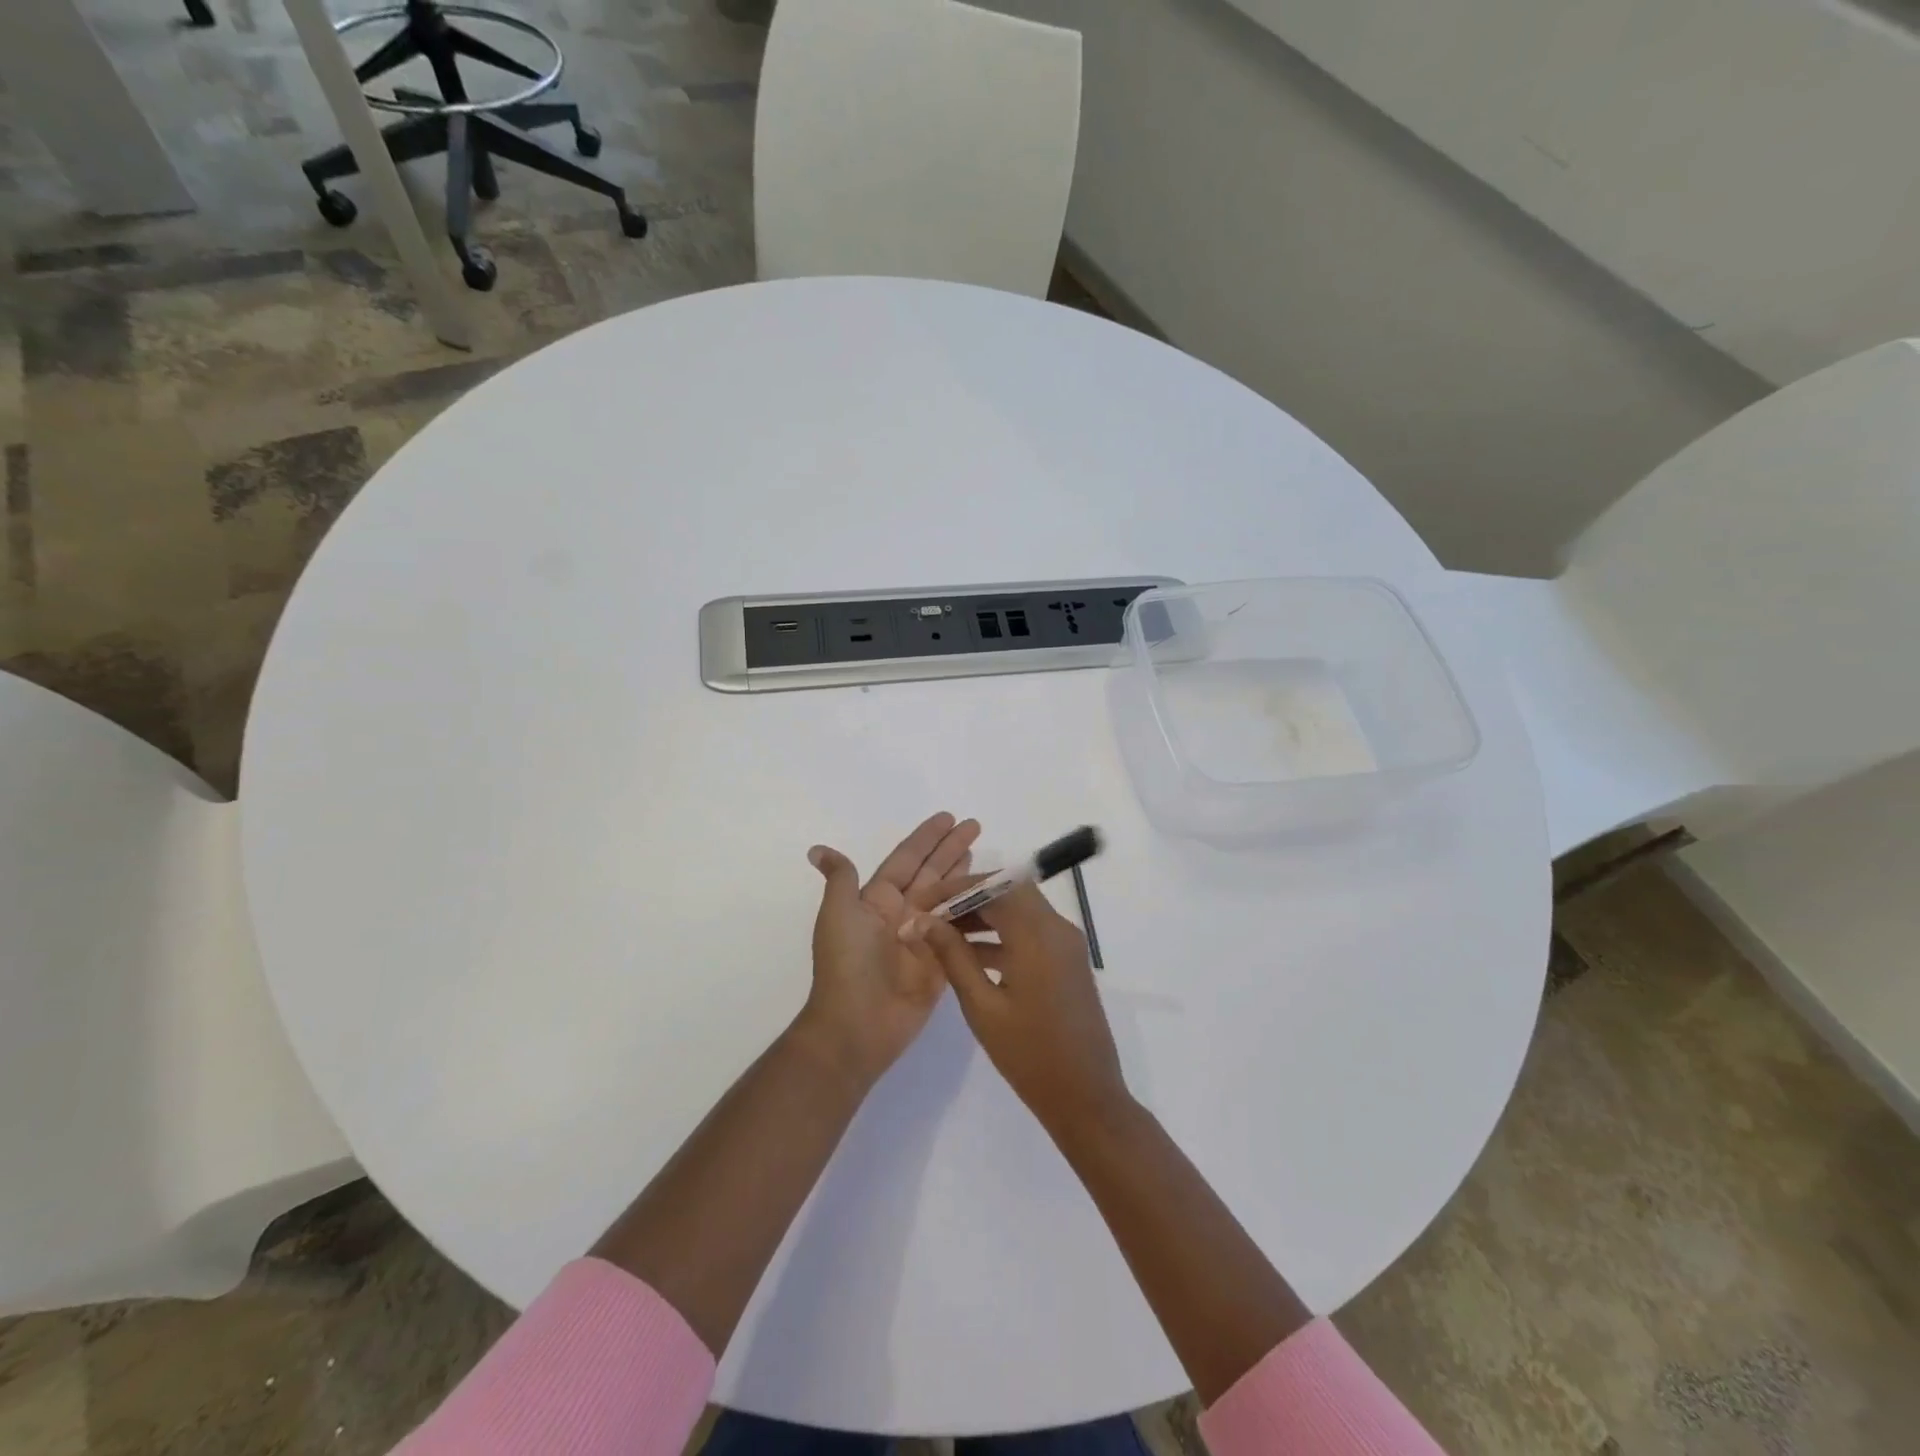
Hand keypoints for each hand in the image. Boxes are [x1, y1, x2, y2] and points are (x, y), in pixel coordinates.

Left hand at [797, 812, 980, 1088]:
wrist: (857, 1025)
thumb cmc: (847, 964)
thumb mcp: (839, 915)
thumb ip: (841, 879)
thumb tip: (817, 850)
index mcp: (878, 899)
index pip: (907, 859)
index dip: (927, 838)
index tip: (949, 817)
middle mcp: (904, 913)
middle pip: (933, 873)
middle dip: (953, 849)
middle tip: (976, 826)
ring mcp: (925, 938)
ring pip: (952, 899)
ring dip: (969, 878)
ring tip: (991, 860)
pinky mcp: (942, 962)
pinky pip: (964, 933)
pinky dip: (979, 917)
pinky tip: (998, 902)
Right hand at [903, 881, 1131, 1137]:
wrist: (1086, 1098)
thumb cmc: (1030, 1055)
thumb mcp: (982, 1006)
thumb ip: (952, 956)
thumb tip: (922, 922)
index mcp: (1038, 934)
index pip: (994, 886)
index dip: (956, 888)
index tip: (924, 900)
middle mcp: (1057, 928)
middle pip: (1010, 890)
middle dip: (970, 896)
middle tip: (934, 914)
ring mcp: (1067, 944)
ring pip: (1021, 909)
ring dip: (985, 914)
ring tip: (943, 933)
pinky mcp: (1068, 961)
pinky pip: (1032, 931)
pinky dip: (1003, 933)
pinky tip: (970, 955)